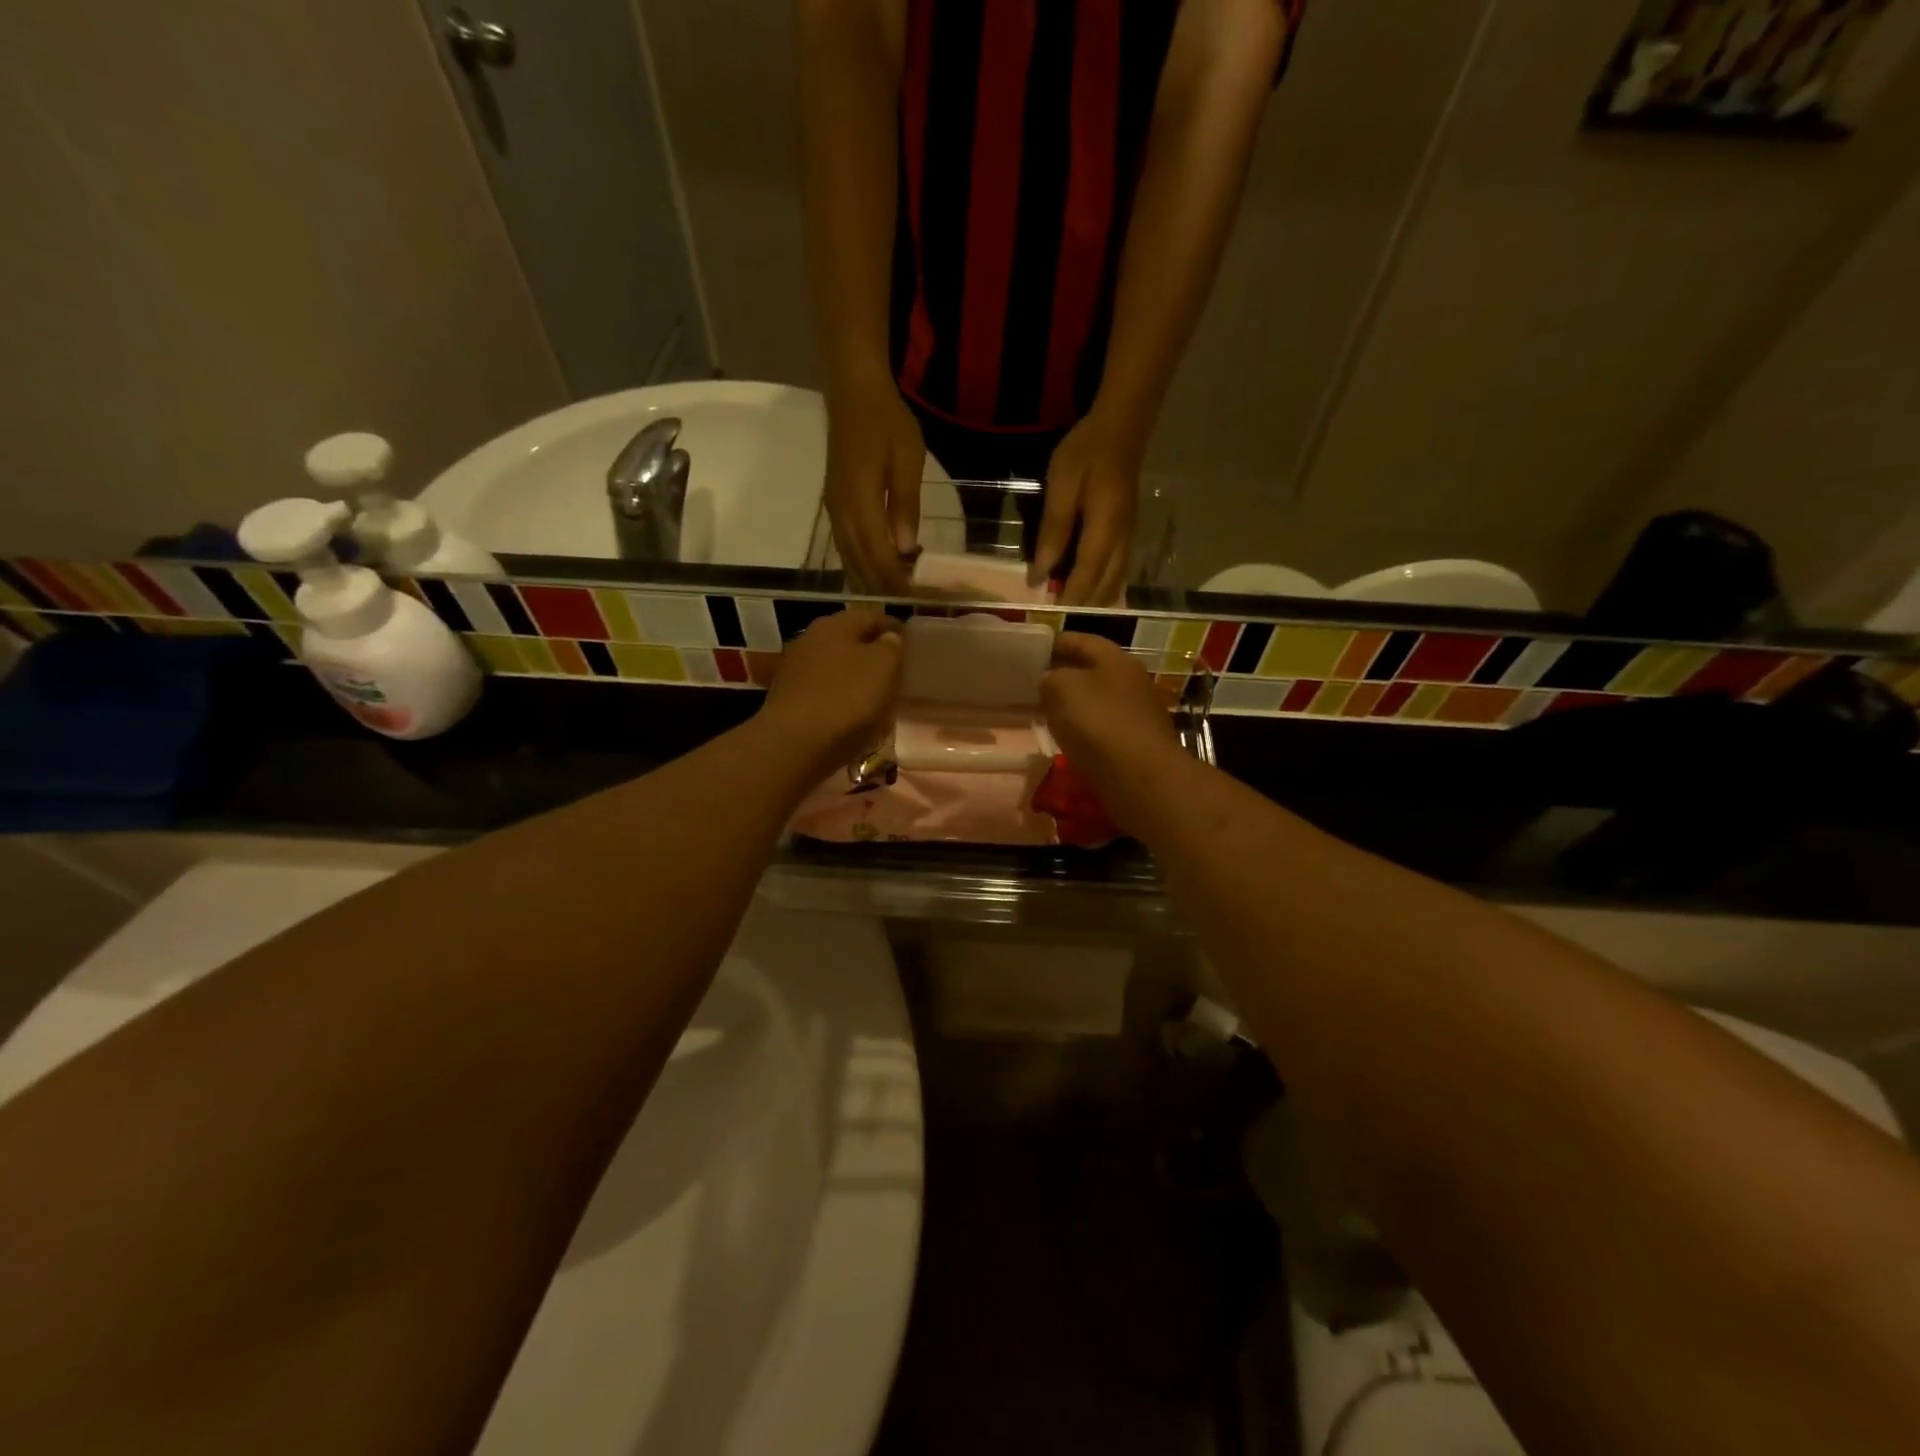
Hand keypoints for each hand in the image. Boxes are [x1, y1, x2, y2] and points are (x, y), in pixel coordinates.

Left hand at [760, 609, 903, 772]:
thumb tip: (888, 639)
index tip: (913, 646)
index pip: (872, 616)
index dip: (895, 628)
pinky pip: (822, 691)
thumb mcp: (885, 667)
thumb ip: (892, 646)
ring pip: (834, 666)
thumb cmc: (848, 699)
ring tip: (875, 695)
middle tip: (895, 671)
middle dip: (872, 652)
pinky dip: (838, 697)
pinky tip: (849, 714)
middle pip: (849, 640)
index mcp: (835, 624)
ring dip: (854, 676)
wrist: (795, 744)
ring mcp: (794, 670)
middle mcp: (810, 639)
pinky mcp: (786, 699)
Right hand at [825, 383, 925, 594]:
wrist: (851, 390)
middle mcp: (841, 510)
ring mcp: (834, 507)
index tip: (909, 601)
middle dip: (879, 586)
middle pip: (858, 560)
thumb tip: (905, 548)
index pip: (876, 552)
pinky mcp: (834, 502)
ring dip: (866, 578)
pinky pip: (844, 543)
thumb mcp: (908, 458)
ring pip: (848, 555)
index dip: (892, 579)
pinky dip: (858, 562)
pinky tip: (869, 572)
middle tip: (901, 608)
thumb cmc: (886, 420)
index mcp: (860, 500)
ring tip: (886, 599)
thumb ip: (905, 503)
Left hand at [1036, 410, 1144, 605]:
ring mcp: (1129, 538)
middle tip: (1058, 618)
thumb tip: (1040, 573)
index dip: (1069, 598)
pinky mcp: (1128, 533)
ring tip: (1070, 608)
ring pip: (1116, 582)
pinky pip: (1118, 571)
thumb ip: (1052, 532)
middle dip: (1084, 605)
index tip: (1051, 616)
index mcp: (1105, 531)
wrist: (1121, 427)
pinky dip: (1103, 586)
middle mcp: (1122, 541)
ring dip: (1095, 599)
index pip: (1087, 576)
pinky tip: (1088, 588)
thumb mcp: (1062, 488)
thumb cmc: (1085, 454)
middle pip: (1106, 587)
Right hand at [1040, 633, 1185, 830]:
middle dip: (1064, 674)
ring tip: (1047, 713)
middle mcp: (1132, 679)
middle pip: (1092, 670)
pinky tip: (1070, 739)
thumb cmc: (1098, 723)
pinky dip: (1086, 729)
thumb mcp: (1060, 689)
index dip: (1053, 643)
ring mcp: (1138, 712)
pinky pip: (1105, 727)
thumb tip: (1050, 681)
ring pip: (1098, 699)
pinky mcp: (1138, 741)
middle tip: (1034, 684)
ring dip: (1075, 704)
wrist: (1140, 777)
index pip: (1079, 640)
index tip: (1030, 651)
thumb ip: (1050, 678)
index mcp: (1116, 658)